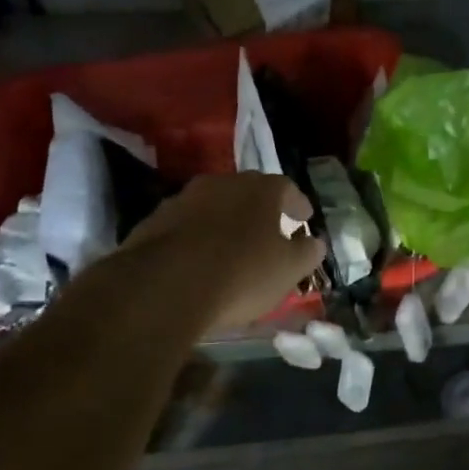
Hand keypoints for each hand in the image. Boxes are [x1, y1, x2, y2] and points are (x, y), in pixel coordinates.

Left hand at [123, 173, 325, 330]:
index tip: (304, 218)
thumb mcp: (288, 269)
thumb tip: (315, 242)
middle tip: (270, 230)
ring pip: (213, 206)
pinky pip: (185, 225)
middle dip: (260, 210)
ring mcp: (183, 199)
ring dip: (226, 221)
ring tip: (233, 246)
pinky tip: (199, 259)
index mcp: (260, 189)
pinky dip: (197, 237)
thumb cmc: (241, 273)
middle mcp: (222, 183)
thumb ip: (307, 252)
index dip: (297, 204)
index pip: (287, 187)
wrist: (166, 285)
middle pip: (247, 192)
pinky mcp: (153, 221)